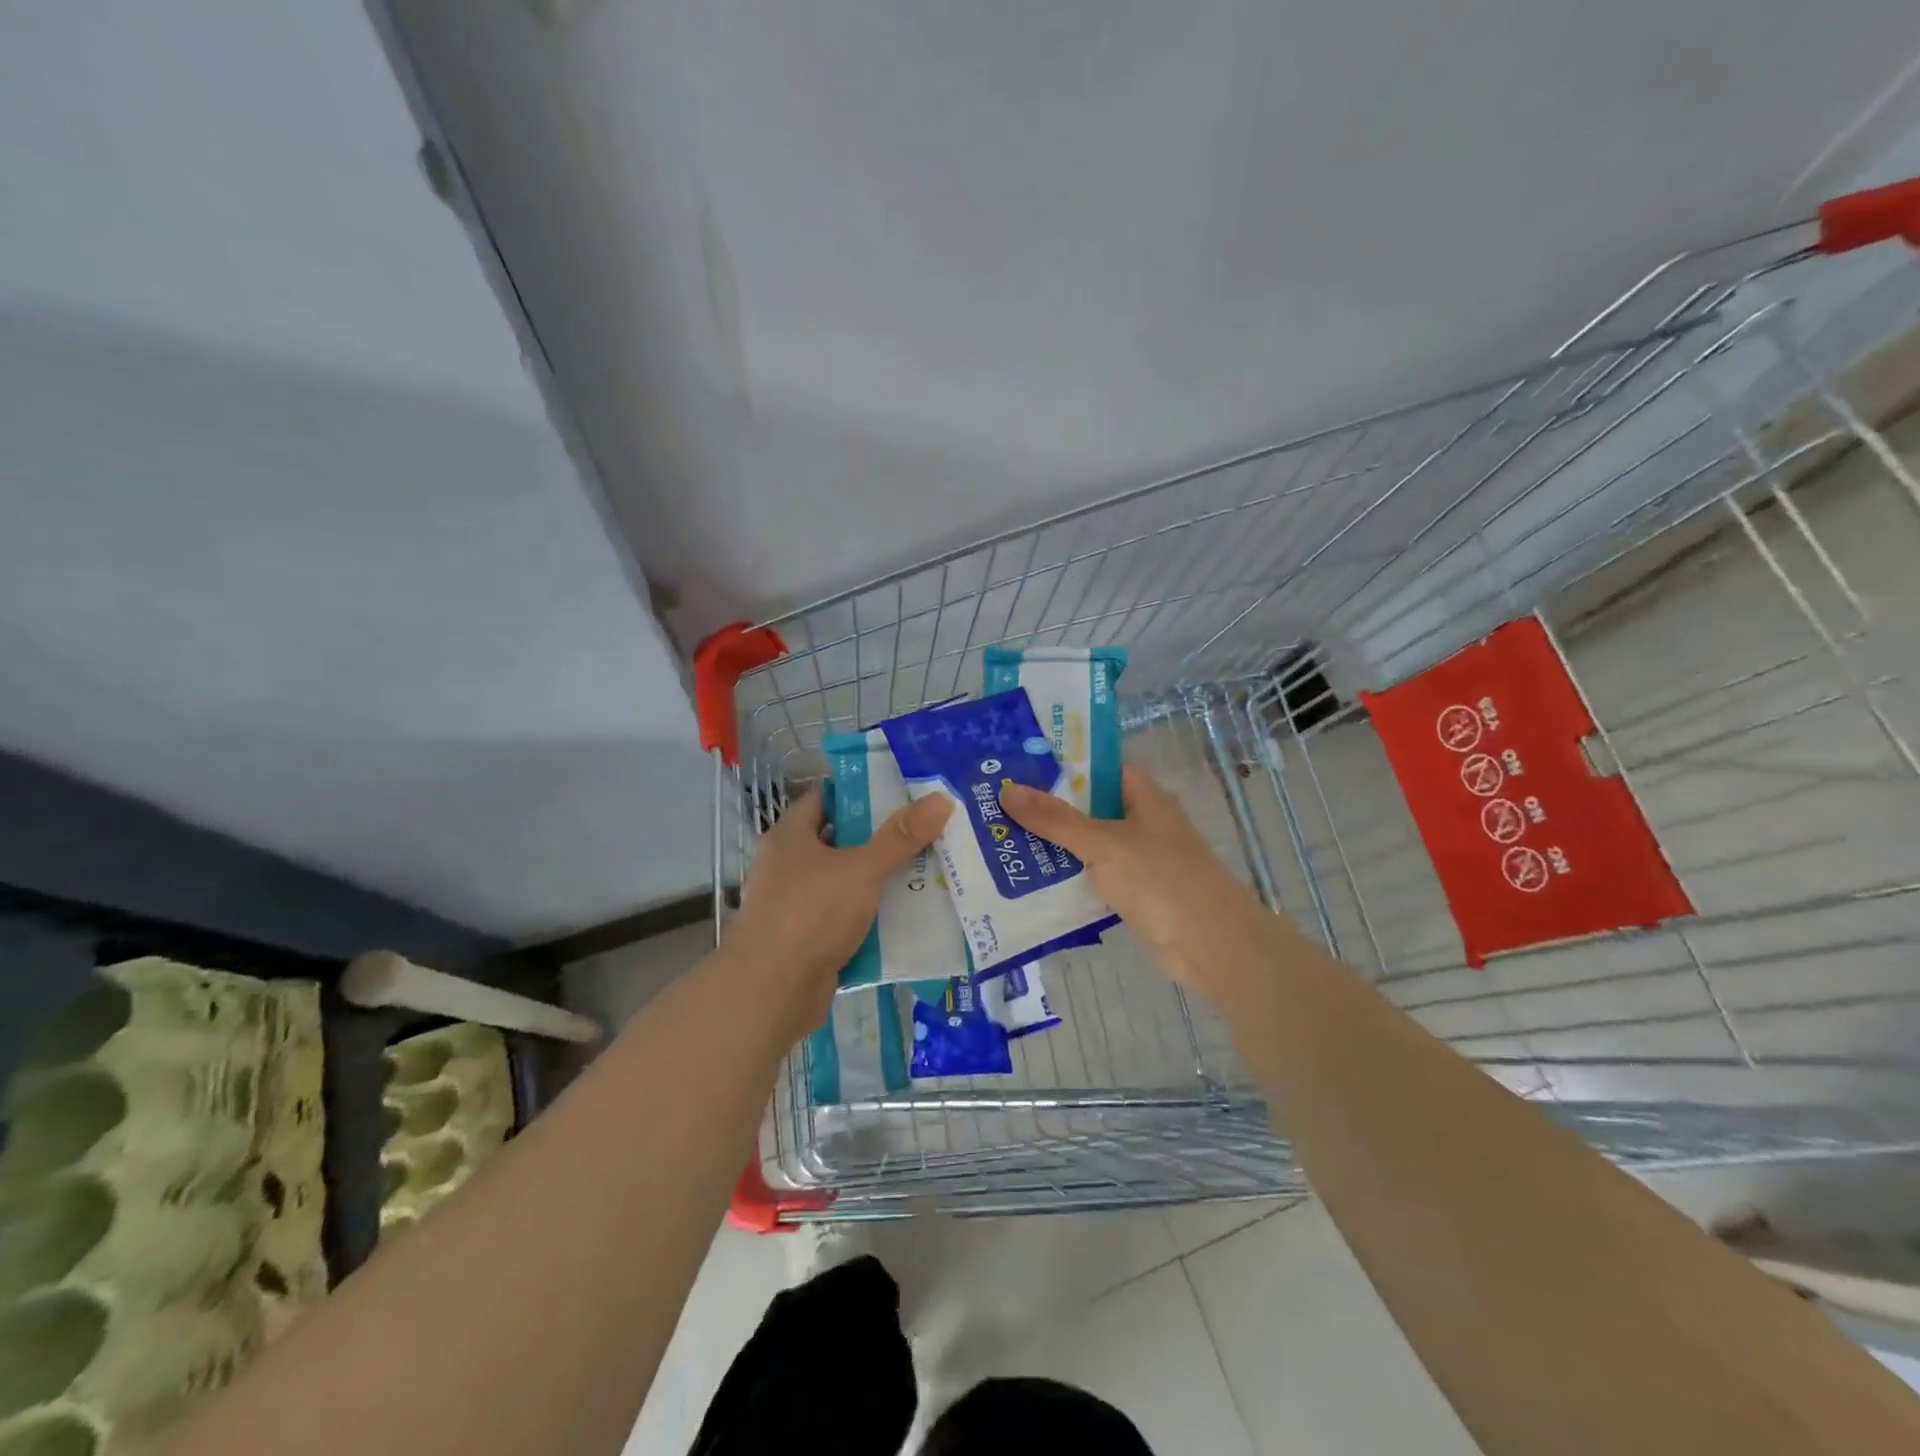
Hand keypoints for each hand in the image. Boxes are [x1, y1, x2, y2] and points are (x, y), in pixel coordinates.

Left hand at [722, 789, 951, 1045]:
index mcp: (790, 837)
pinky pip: (845, 920)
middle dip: (880, 840)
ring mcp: (795, 906)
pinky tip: (906, 918)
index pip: (824, 799)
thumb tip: (940, 799)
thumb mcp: (862, 869)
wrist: (771, 991)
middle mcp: (788, 867)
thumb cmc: (811, 913)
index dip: (860, 794)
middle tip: (924, 834)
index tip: (900, 795)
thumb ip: (901, 836)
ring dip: (879, 882)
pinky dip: (871, 919)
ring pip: (845, 884)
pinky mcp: (807, 940)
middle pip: (839, 842)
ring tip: (925, 873)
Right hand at [999, 765, 1275, 1013]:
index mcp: (1143, 796)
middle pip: (1088, 806)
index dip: (1060, 764)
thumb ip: (1055, 819)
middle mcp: (1142, 821)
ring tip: (1001, 839)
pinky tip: (1030, 880)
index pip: (1097, 767)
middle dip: (1048, 807)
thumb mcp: (1103, 844)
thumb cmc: (1161, 881)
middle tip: (996, 804)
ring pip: (1088, 843)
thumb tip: (1007, 791)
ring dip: (1054, 845)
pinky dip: (1068, 877)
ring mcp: (1139, 859)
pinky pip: (1093, 877)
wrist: (1212, 946)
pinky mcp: (1135, 893)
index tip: (1017, 766)